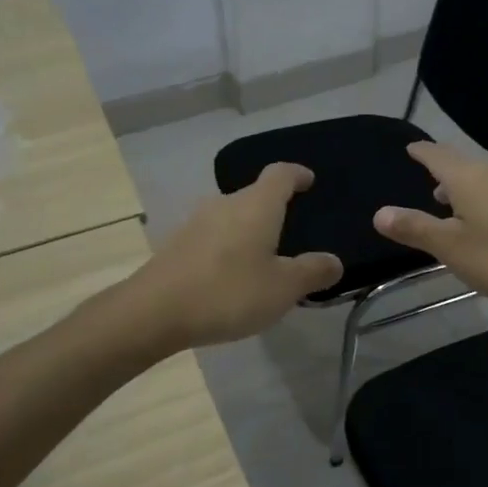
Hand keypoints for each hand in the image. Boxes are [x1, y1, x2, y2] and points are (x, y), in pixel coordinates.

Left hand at [129, 163, 341, 348]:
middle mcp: (225, 204)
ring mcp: (197, 223)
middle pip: (255, 195)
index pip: (280, 174)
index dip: (297, 174)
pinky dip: (230, 247)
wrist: (154, 313)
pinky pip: (214, 237)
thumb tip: (333, 261)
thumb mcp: (283, 288)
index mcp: (256, 205)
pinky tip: (234, 275)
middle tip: (294, 230)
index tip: (309, 180)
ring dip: (250, 230)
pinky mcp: (178, 245)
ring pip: (233, 217)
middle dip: (275, 208)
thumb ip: (312, 272)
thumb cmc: (228, 292)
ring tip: (265, 257)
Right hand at [372, 142, 487, 314]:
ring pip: (483, 176)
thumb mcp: (451, 248)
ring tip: (448, 200)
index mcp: (469, 178)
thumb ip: (415, 228)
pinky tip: (484, 217)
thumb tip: (379, 212)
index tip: (410, 148)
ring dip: (463, 184)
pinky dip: (483, 196)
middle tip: (425, 174)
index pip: (438, 155)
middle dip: (442, 168)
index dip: (422, 151)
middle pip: (462, 163)